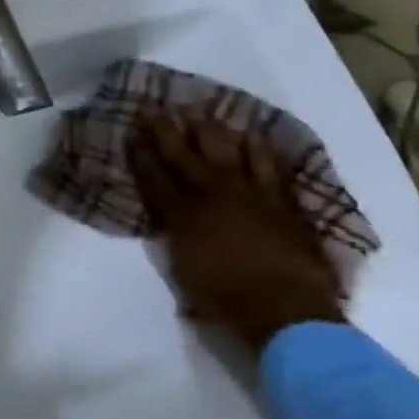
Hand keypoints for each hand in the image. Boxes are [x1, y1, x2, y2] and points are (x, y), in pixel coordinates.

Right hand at [127, 113, 345, 355]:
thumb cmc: (225, 298)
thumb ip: (174, 235)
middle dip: (165, 131)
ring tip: (201, 114)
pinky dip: (259, 152)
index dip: (140, 153)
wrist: (287, 312)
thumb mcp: (181, 267)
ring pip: (227, 154)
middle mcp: (212, 196)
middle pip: (184, 157)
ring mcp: (250, 196)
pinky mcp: (281, 204)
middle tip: (154, 107)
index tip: (131, 130)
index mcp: (182, 215)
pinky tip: (253, 138)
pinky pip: (268, 169)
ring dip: (212, 133)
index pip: (154, 177)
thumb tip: (170, 216)